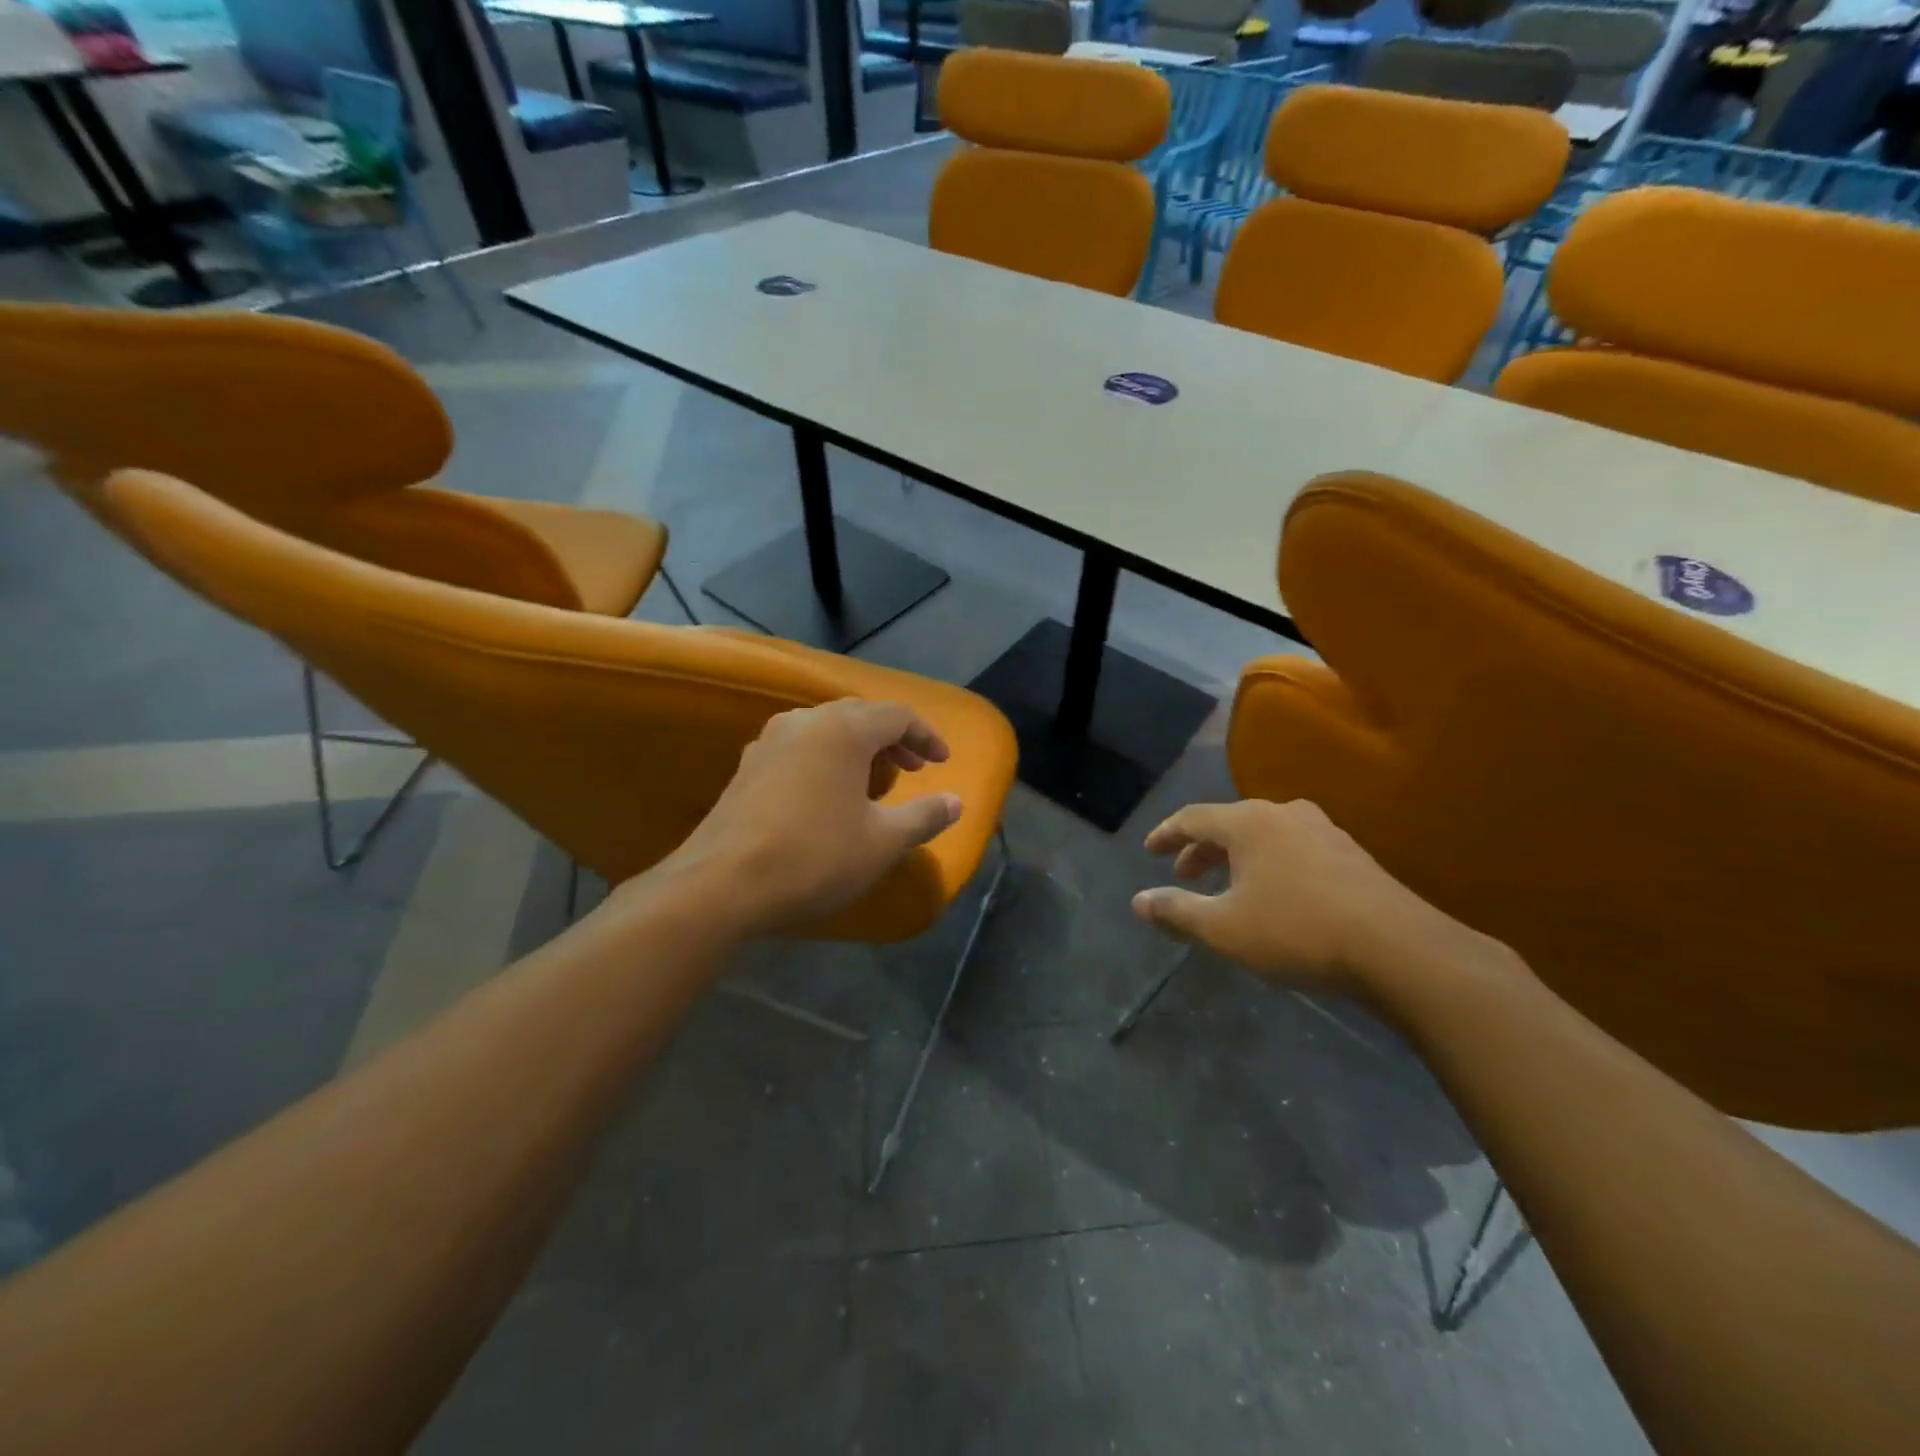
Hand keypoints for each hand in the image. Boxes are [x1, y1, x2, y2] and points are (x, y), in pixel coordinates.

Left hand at [655, 699, 963, 936]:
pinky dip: (825, 760)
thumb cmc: (814, 857)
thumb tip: (955, 802)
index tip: (942, 762)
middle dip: (892, 740)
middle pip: (859, 715)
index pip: (896, 714)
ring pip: (826, 730)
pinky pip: (799, 748)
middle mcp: (804, 722)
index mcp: (843, 729)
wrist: (721, 884)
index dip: (925, 736)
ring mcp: (768, 741)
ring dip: (857, 749)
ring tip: (872, 783)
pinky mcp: (746, 767)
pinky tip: (826, 797)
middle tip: (912, 770)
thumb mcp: (882, 842)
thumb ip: (924, 816)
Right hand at [1132, 799, 1491, 998]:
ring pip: (1264, 836)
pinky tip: (1276, 894)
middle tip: (1184, 875)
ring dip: (1237, 858)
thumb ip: (1177, 912)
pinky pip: (1293, 848)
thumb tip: (1138, 902)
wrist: (1400, 950)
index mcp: (1249, 822)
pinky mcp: (1351, 854)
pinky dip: (1269, 864)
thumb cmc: (1298, 931)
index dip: (1167, 834)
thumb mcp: (1225, 929)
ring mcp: (1324, 831)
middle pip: (1229, 823)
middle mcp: (1285, 814)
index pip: (1193, 818)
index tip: (1150, 850)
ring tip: (1227, 886)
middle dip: (1201, 850)